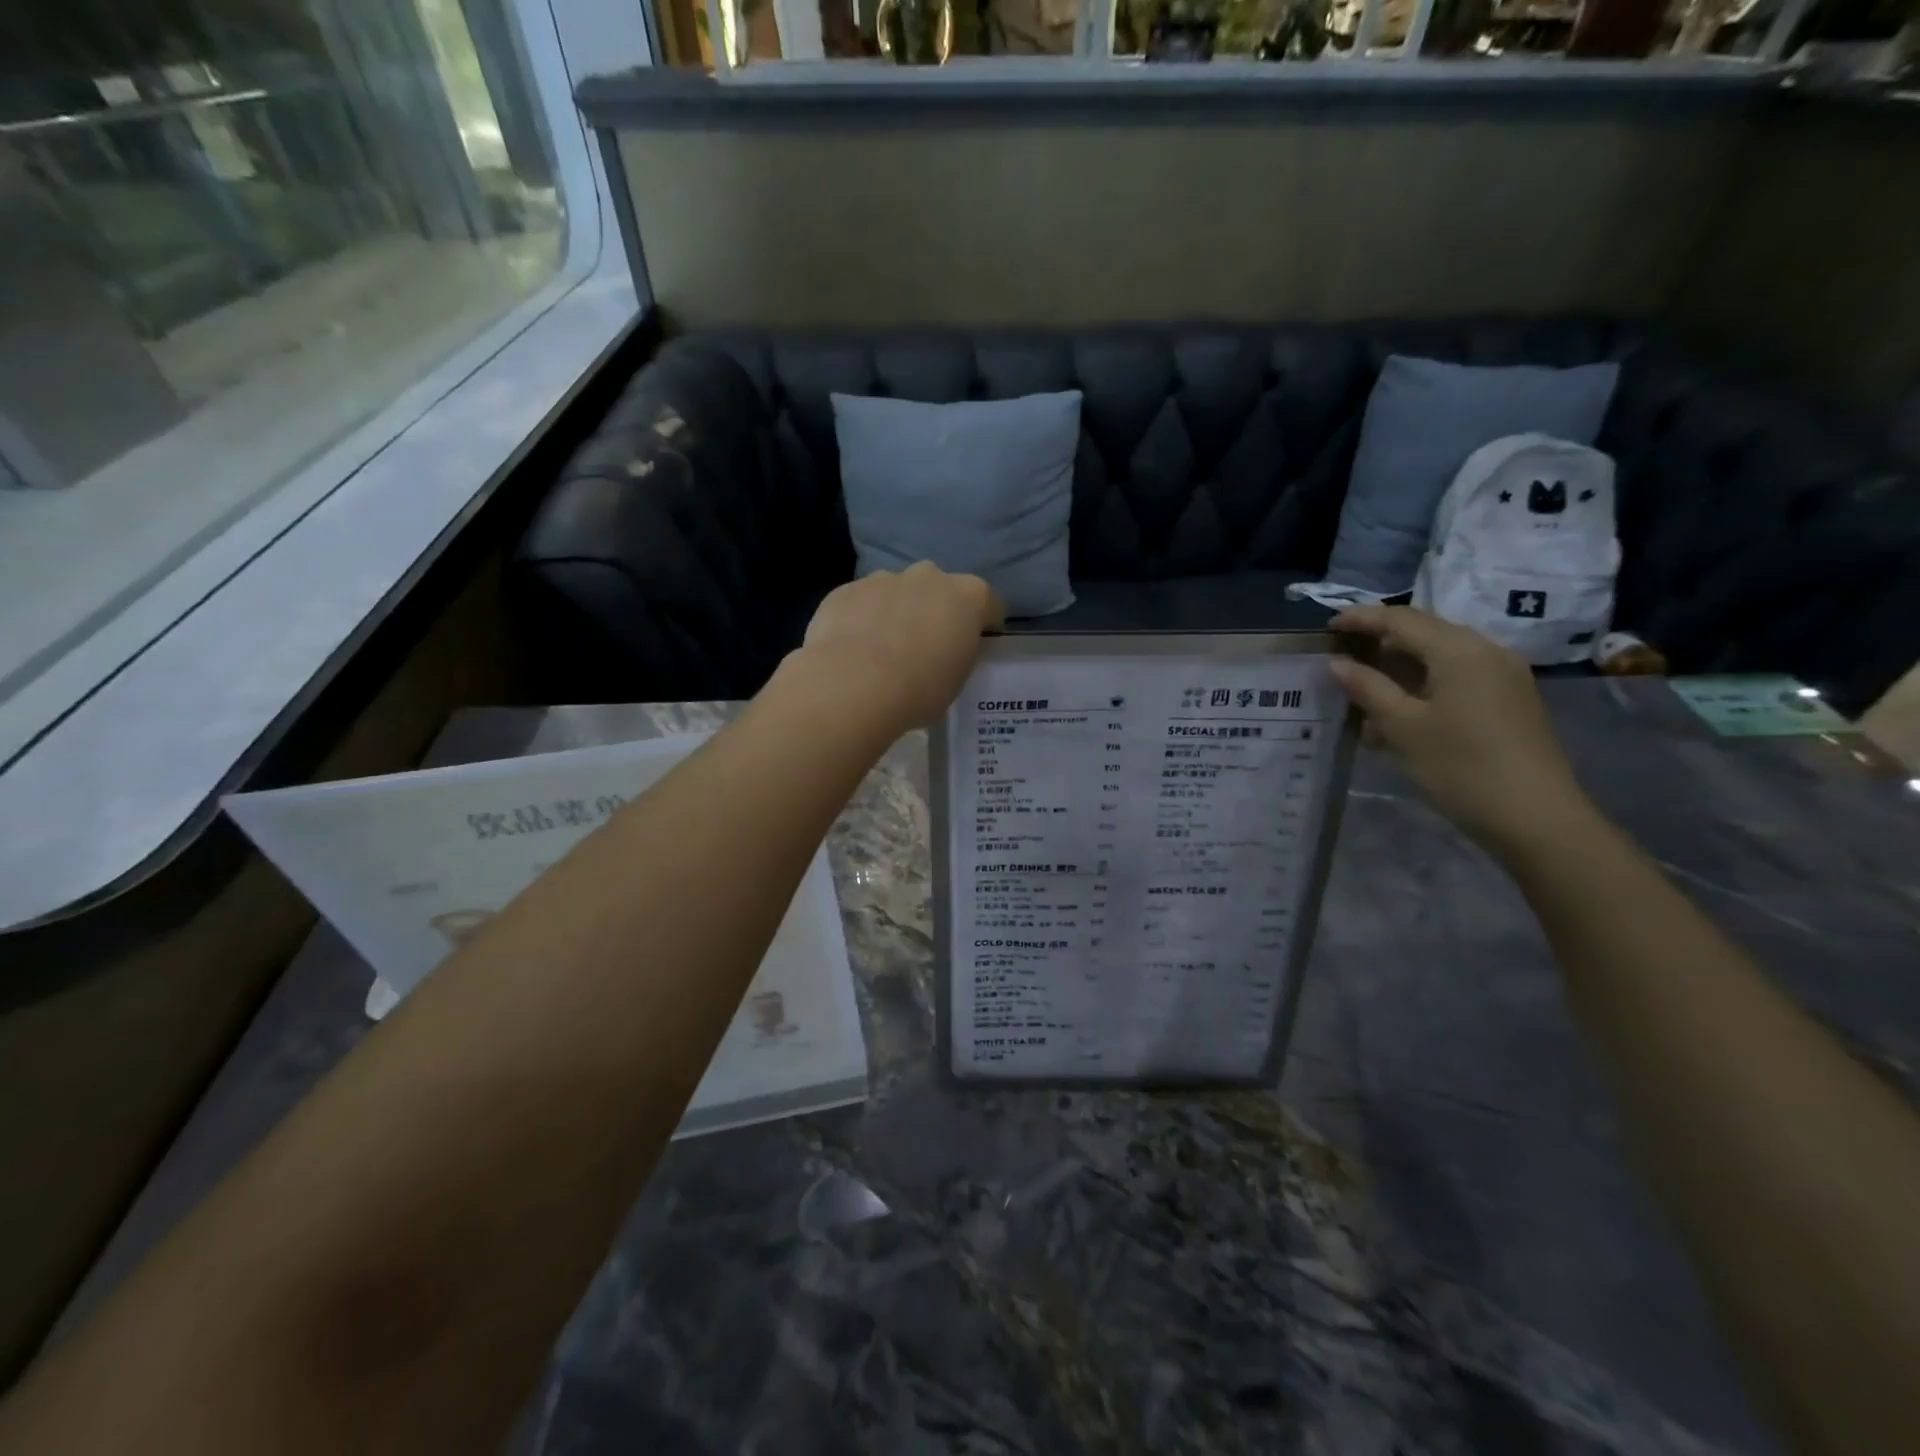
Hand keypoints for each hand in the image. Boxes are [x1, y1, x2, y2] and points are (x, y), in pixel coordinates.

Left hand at [798, 562, 1004, 730]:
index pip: (989, 604)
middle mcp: (929, 576)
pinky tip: (853, 650)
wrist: (854, 685)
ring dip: (897, 612)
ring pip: (897, 592)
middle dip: (936, 611)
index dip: (983, 625)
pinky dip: (862, 619)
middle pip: (940, 590)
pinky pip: (862, 602)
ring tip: (883, 651)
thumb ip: (957, 655)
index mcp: (968, 596)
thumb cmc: (919, 689)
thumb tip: (945, 652)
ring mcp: (884, 578)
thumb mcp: (957, 680)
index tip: (974, 646)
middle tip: (926, 647)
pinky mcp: (846, 590)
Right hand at [1329, 606, 1594, 857]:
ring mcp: (1504, 674)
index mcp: (1459, 650)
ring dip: (1402, 662)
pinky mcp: (1510, 698)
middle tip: (1344, 651)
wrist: (1534, 817)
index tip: (1329, 625)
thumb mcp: (1403, 727)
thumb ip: (1368, 688)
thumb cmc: (1460, 767)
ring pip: (1442, 653)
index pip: (1401, 620)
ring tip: (1366, 681)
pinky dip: (1425, 680)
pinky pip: (1459, 674)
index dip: (1362, 618)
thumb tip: (1337, 663)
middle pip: (1425, 631)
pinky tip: (1402, 705)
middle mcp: (1486, 650)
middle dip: (1382, 637)